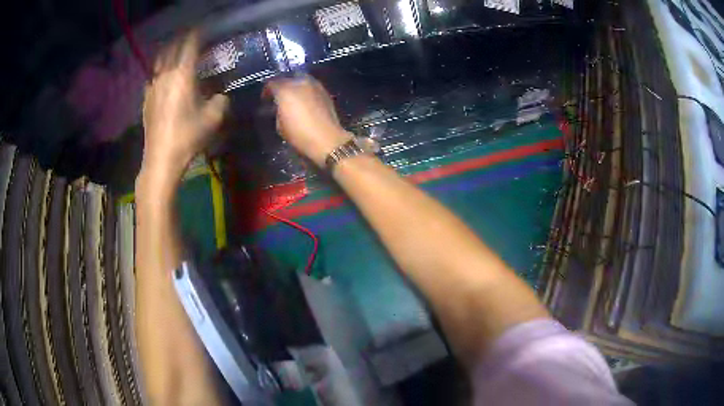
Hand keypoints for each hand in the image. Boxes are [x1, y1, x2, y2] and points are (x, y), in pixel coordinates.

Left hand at [142, 32, 228, 179]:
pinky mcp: (146, 99)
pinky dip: (159, 71)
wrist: (161, 158)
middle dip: (182, 39)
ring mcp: (153, 87)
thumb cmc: (188, 135)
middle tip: (190, 38)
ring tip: (175, 51)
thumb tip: (219, 94)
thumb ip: (221, 99)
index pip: (190, 44)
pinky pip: (152, 77)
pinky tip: (163, 76)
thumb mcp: (214, 117)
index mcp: (183, 74)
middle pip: (172, 48)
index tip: (203, 30)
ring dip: (168, 52)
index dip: (197, 34)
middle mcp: (166, 75)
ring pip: (159, 61)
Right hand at [265, 76, 352, 166]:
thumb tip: (278, 106)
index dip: (266, 91)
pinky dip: (305, 90)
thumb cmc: (300, 134)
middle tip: (279, 98)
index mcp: (285, 90)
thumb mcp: (280, 125)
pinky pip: (310, 86)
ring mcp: (314, 85)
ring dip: (294, 87)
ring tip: (292, 99)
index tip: (265, 100)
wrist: (327, 139)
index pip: (271, 84)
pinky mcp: (325, 91)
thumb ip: (277, 111)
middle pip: (286, 79)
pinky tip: (304, 101)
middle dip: (281, 87)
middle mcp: (300, 82)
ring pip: (300, 80)